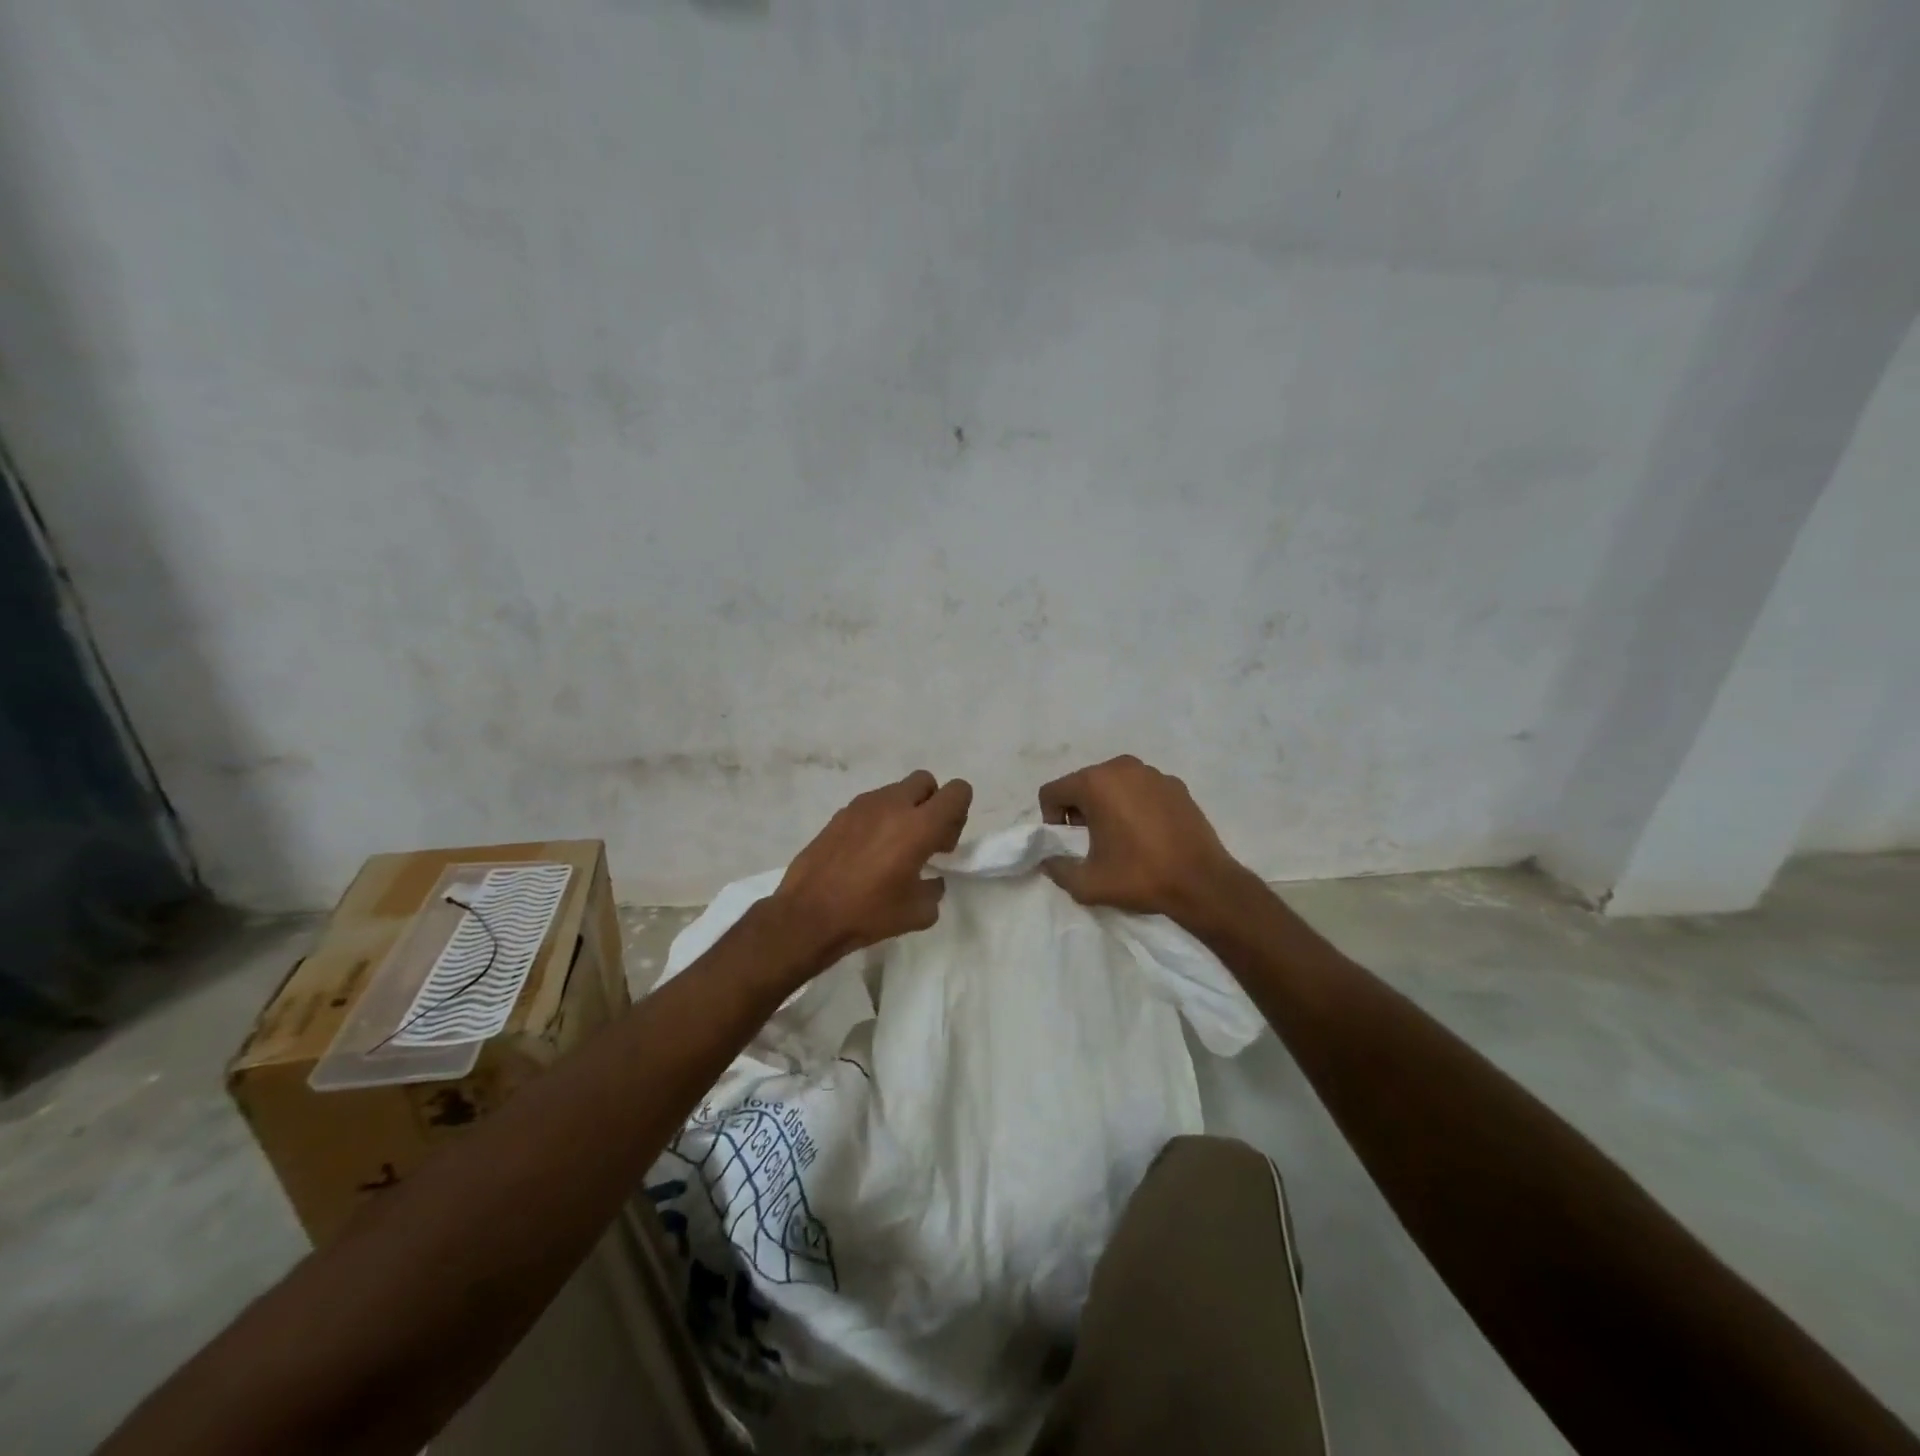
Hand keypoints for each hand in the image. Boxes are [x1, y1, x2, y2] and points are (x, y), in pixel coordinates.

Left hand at [769, 769, 972, 967]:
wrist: (808, 914)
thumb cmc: (868, 913)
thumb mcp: (918, 913)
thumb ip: (935, 890)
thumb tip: (931, 880)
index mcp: (920, 825)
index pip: (958, 791)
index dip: (959, 812)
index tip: (943, 843)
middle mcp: (893, 805)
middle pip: (926, 781)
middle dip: (931, 804)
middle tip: (923, 841)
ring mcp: (863, 805)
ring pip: (896, 791)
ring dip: (904, 811)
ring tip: (891, 850)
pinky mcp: (840, 813)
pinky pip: (871, 805)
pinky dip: (878, 820)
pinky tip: (866, 853)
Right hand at [1037, 755, 1253, 928]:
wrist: (1202, 883)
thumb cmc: (1140, 877)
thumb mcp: (1087, 884)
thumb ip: (1057, 869)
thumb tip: (1048, 860)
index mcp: (1095, 783)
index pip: (1052, 791)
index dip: (1051, 818)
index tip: (1068, 843)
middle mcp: (1122, 767)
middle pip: (1082, 783)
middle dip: (1079, 809)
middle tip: (1092, 841)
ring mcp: (1152, 773)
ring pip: (1113, 783)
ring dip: (1107, 804)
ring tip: (1121, 836)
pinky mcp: (1176, 784)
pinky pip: (1141, 788)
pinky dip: (1135, 804)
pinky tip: (1148, 833)